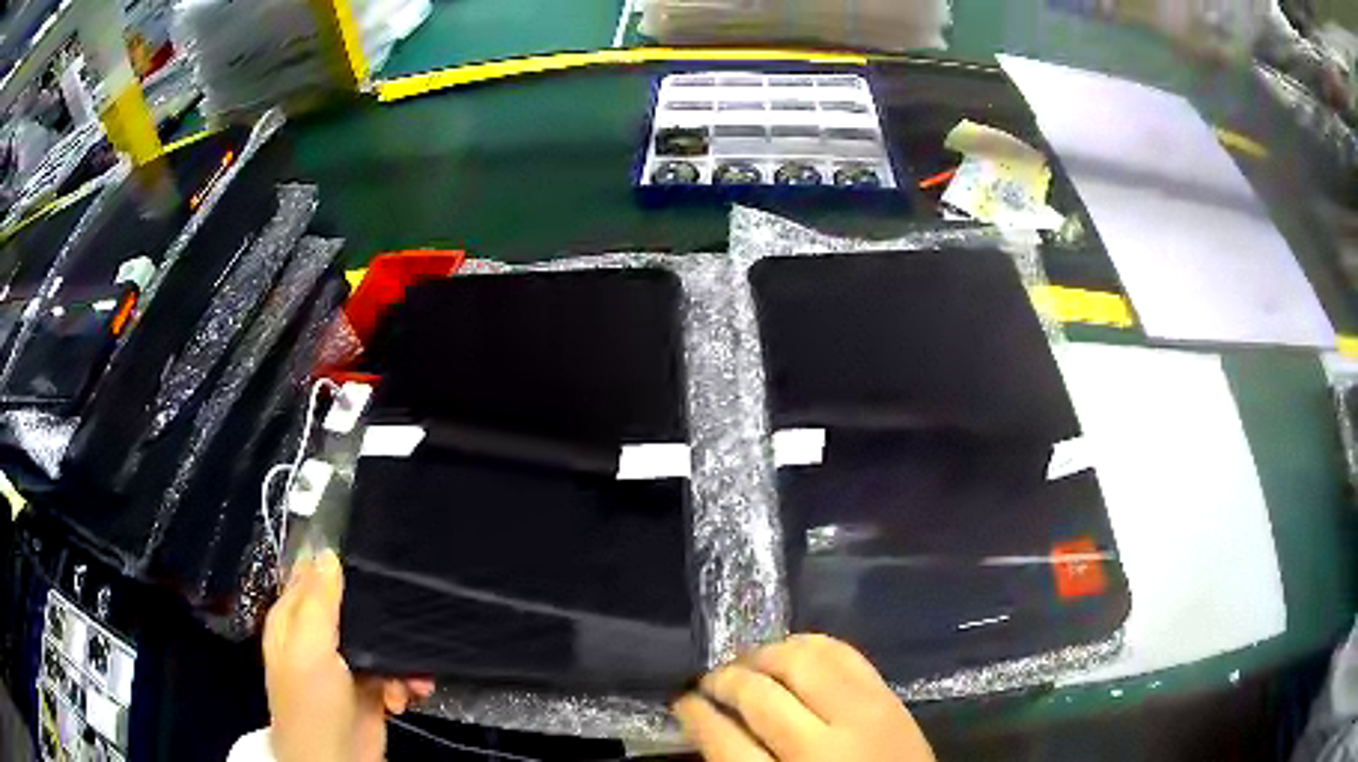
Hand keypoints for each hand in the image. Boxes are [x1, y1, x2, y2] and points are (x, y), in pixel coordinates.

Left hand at [263, 550, 433, 761]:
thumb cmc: (312, 702)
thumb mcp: (308, 648)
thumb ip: (317, 602)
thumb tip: (328, 553)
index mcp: (293, 618)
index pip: (312, 575)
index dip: (337, 564)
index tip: (372, 556)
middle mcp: (317, 636)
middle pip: (352, 606)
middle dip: (381, 616)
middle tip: (404, 621)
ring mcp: (345, 664)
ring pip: (379, 639)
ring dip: (401, 656)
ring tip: (411, 677)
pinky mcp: (371, 689)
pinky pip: (394, 670)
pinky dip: (405, 680)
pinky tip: (408, 694)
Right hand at [673, 634, 934, 761]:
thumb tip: (712, 726)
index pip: (725, 741)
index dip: (696, 715)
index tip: (682, 702)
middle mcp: (822, 749)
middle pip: (760, 696)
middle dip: (724, 681)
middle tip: (709, 682)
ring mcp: (863, 717)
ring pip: (801, 663)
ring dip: (763, 656)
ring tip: (747, 664)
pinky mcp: (889, 698)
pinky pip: (844, 653)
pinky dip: (810, 644)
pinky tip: (791, 651)